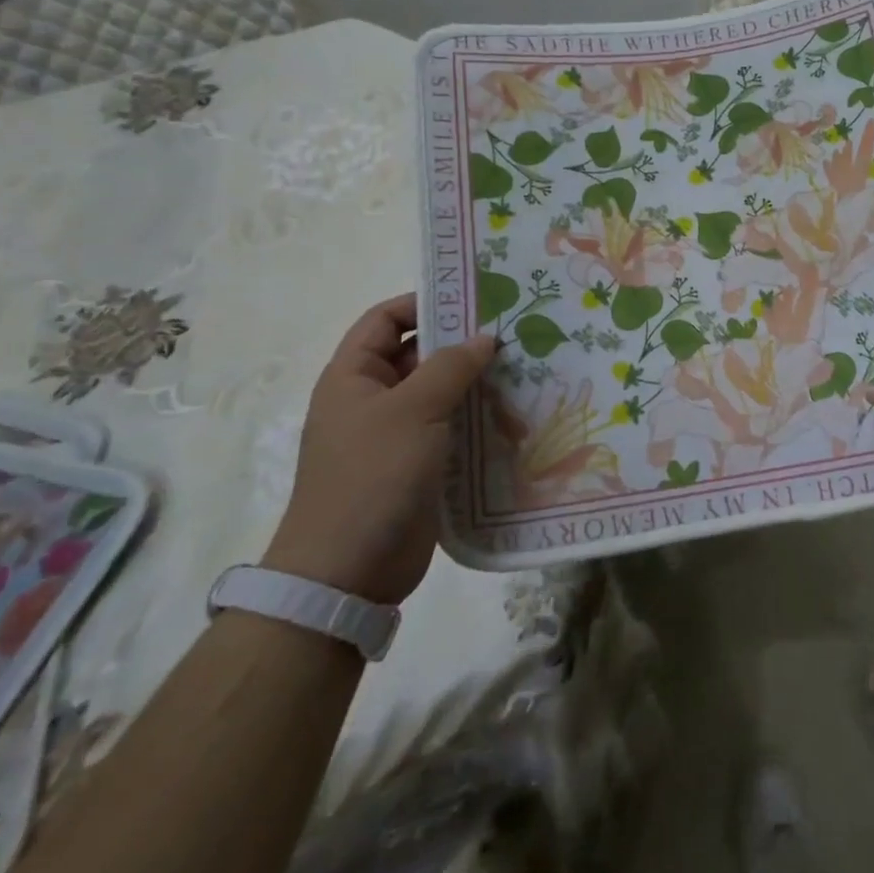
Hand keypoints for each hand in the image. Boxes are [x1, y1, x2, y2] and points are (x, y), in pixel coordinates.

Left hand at [264, 295, 494, 603]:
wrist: (348, 572)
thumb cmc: (371, 477)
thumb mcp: (412, 411)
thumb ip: (451, 367)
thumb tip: (485, 337)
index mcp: (353, 377)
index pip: (386, 320)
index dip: (425, 304)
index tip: (474, 299)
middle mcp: (372, 400)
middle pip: (418, 355)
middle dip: (462, 343)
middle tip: (514, 331)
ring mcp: (396, 435)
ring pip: (441, 393)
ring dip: (477, 382)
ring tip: (526, 368)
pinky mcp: (419, 465)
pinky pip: (452, 428)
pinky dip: (479, 418)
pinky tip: (516, 413)